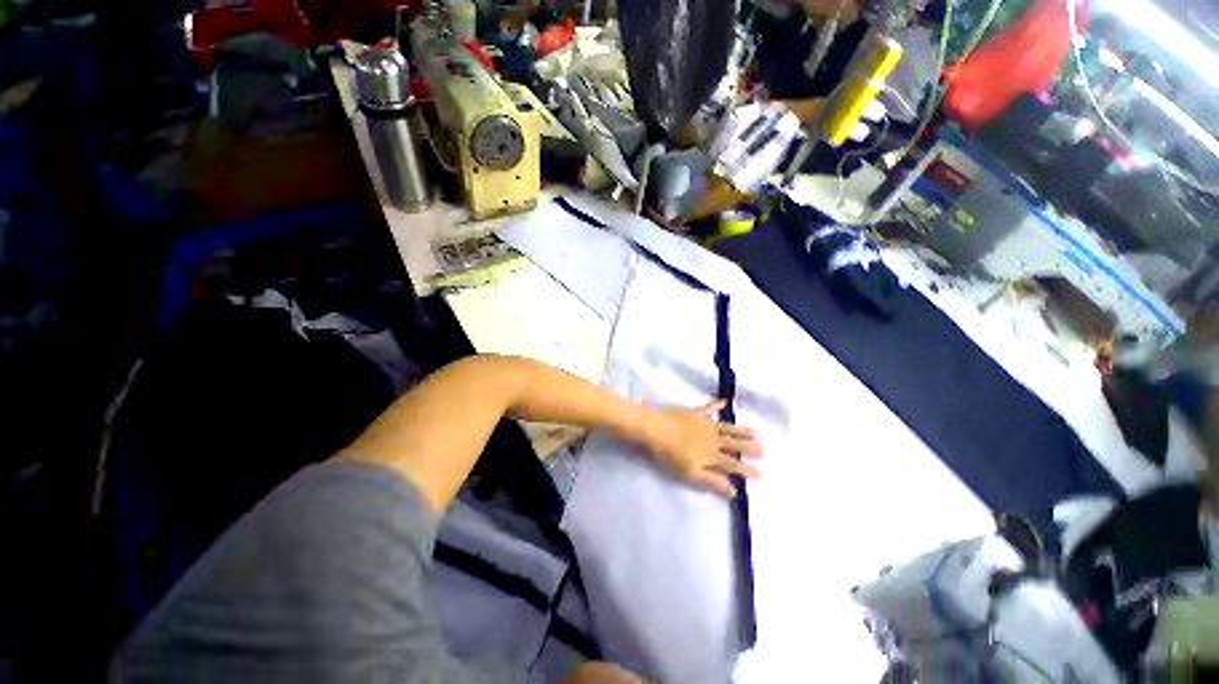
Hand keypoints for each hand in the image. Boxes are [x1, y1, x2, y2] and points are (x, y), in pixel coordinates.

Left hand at [638, 400, 763, 496]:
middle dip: (750, 448)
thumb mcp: (691, 474)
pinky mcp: (696, 413)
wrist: (656, 429)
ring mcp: (706, 424)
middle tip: (764, 449)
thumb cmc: (670, 455)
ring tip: (755, 431)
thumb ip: (712, 481)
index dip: (747, 470)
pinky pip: (710, 408)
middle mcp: (714, 439)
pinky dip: (718, 405)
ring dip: (741, 430)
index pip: (734, 465)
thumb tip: (734, 490)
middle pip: (735, 444)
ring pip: (728, 428)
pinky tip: (725, 401)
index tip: (761, 473)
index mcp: (712, 456)